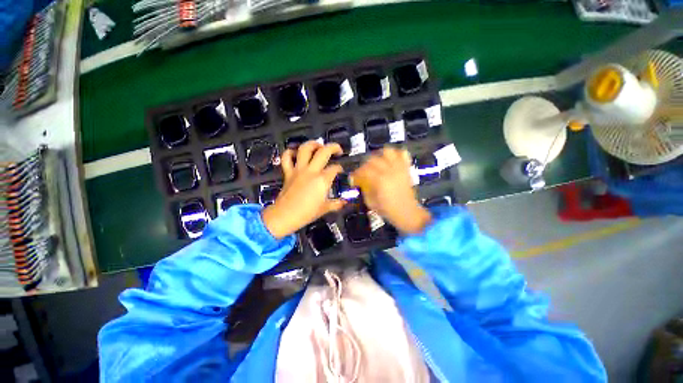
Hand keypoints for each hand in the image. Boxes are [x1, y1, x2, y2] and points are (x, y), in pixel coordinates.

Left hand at [262, 141, 344, 238]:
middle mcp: (311, 171)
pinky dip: (290, 152)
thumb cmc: (307, 213)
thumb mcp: (325, 209)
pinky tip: (295, 152)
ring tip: (319, 145)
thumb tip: (345, 202)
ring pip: (305, 149)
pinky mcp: (288, 172)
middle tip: (337, 150)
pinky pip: (286, 158)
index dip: (340, 168)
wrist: (285, 216)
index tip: (341, 171)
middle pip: (323, 152)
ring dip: (313, 144)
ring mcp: (298, 170)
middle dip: (333, 147)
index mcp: (322, 180)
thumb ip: (337, 204)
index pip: (335, 168)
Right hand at [351, 147, 431, 234]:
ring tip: (377, 163)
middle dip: (365, 165)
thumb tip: (360, 183)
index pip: (364, 170)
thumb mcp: (371, 203)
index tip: (353, 178)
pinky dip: (396, 154)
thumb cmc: (388, 210)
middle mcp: (389, 171)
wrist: (408, 213)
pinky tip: (391, 161)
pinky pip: (403, 154)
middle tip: (363, 172)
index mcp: (380, 180)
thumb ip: (364, 190)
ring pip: (388, 151)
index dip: (356, 173)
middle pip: (373, 159)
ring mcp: (399, 168)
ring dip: (379, 155)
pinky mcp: (406, 169)